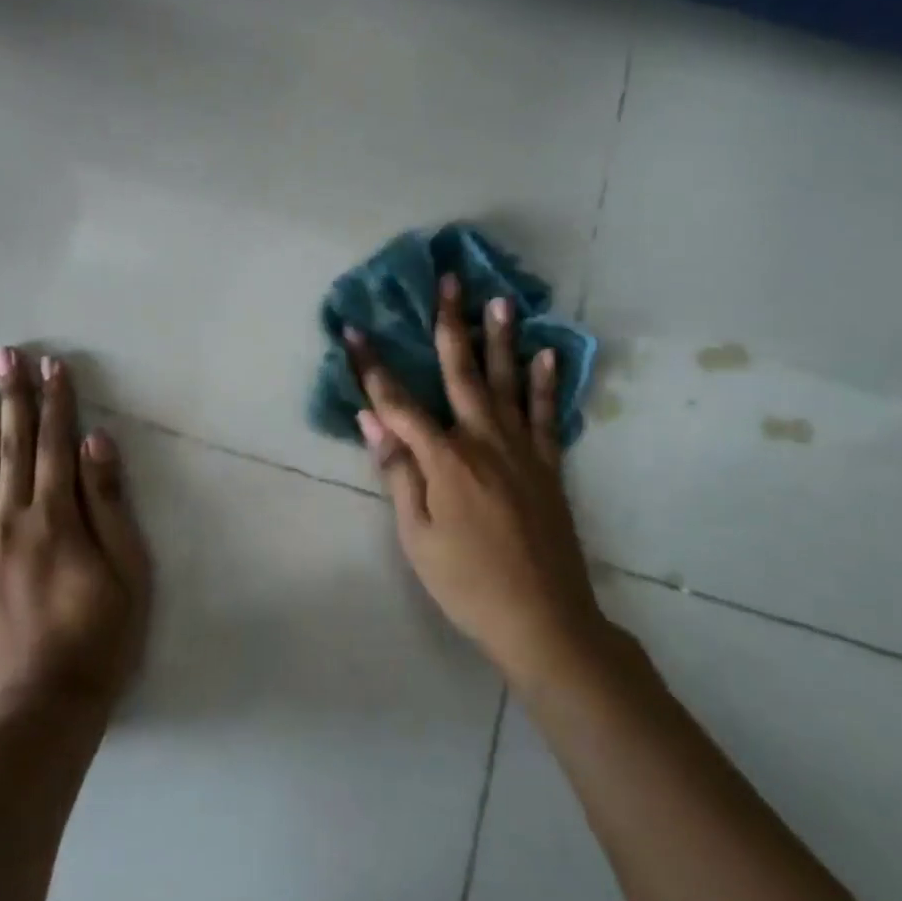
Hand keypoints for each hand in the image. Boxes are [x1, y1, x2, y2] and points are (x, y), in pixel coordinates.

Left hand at [0, 348, 151, 724]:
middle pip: (12, 447)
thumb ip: (108, 503)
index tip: (51, 365)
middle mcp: (13, 520)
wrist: (45, 709)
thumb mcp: (128, 570)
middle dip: (11, 397)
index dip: (56, 402)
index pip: (57, 445)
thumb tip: (97, 441)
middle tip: (3, 353)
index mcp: (58, 517)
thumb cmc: (101, 637)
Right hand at [349, 275, 609, 689]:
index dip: (372, 366)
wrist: (543, 619)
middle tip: (448, 281)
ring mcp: (521, 450)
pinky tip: (546, 354)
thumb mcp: (417, 534)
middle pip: (460, 372)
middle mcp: (483, 441)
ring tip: (499, 300)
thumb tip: (371, 419)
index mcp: (445, 459)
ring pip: (506, 382)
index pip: (398, 402)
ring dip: (500, 339)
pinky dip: (544, 383)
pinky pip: (544, 414)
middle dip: (449, 324)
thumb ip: (398, 471)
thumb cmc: (466, 581)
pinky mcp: (548, 465)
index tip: (353, 330)